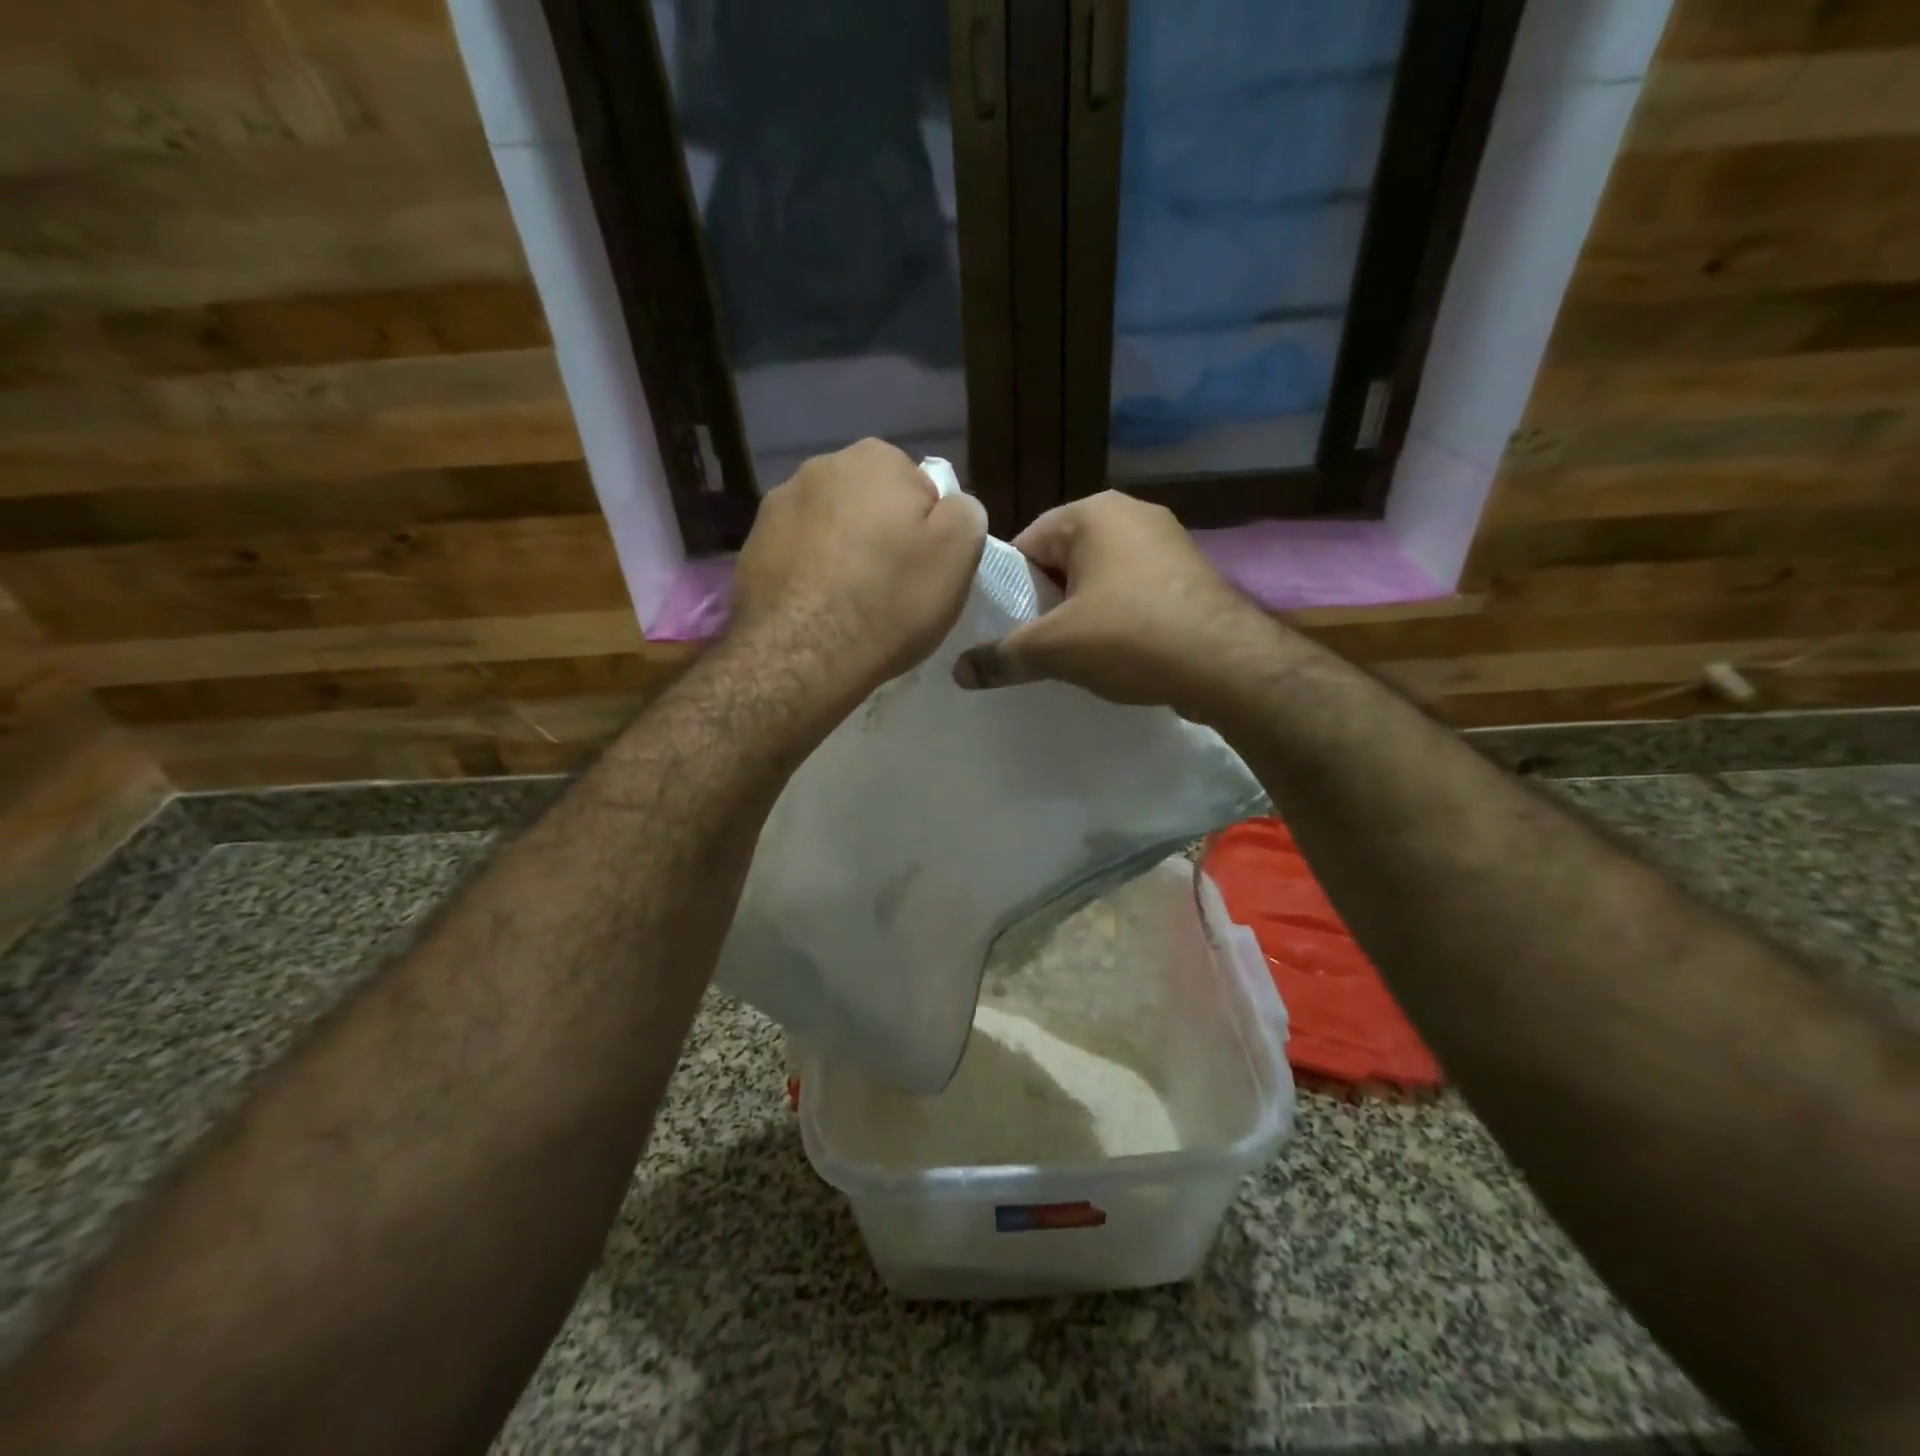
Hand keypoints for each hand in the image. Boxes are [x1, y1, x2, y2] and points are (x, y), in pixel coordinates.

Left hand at [731, 438, 987, 702]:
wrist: (804, 655)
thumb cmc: (891, 601)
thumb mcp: (959, 553)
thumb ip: (965, 512)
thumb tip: (950, 506)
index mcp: (875, 459)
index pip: (917, 486)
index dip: (926, 529)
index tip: (923, 567)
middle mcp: (819, 467)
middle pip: (868, 502)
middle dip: (880, 534)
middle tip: (891, 586)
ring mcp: (775, 506)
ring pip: (828, 527)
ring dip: (841, 552)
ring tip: (850, 602)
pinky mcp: (750, 547)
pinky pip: (796, 555)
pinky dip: (810, 574)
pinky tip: (818, 610)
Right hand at [951, 491, 1270, 717]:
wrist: (1228, 665)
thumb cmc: (1131, 637)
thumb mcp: (1055, 649)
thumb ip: (1002, 656)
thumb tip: (960, 673)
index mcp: (1092, 513)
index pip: (1026, 544)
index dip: (1009, 589)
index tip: (1004, 628)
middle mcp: (1131, 514)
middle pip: (1063, 560)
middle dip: (1047, 603)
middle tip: (1036, 645)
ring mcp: (1167, 541)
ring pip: (1100, 577)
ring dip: (1082, 613)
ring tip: (1073, 654)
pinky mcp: (1189, 573)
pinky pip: (1134, 591)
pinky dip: (1118, 618)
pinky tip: (1116, 653)